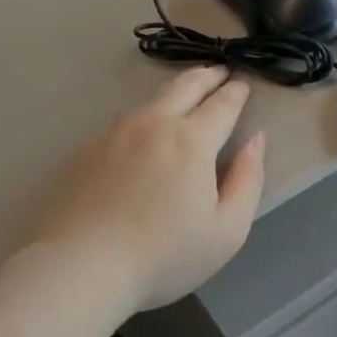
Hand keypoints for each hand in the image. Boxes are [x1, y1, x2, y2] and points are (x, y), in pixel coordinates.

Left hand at [37, 67, 264, 311]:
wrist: (80, 265)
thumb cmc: (163, 255)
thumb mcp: (226, 230)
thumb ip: (248, 179)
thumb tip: (256, 140)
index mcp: (192, 140)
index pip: (222, 104)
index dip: (236, 92)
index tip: (242, 85)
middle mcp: (155, 123)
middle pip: (185, 86)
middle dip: (207, 76)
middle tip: (219, 72)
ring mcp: (116, 131)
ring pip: (152, 97)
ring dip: (176, 88)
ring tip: (186, 90)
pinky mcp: (88, 146)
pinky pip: (125, 117)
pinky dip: (145, 112)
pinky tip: (144, 125)